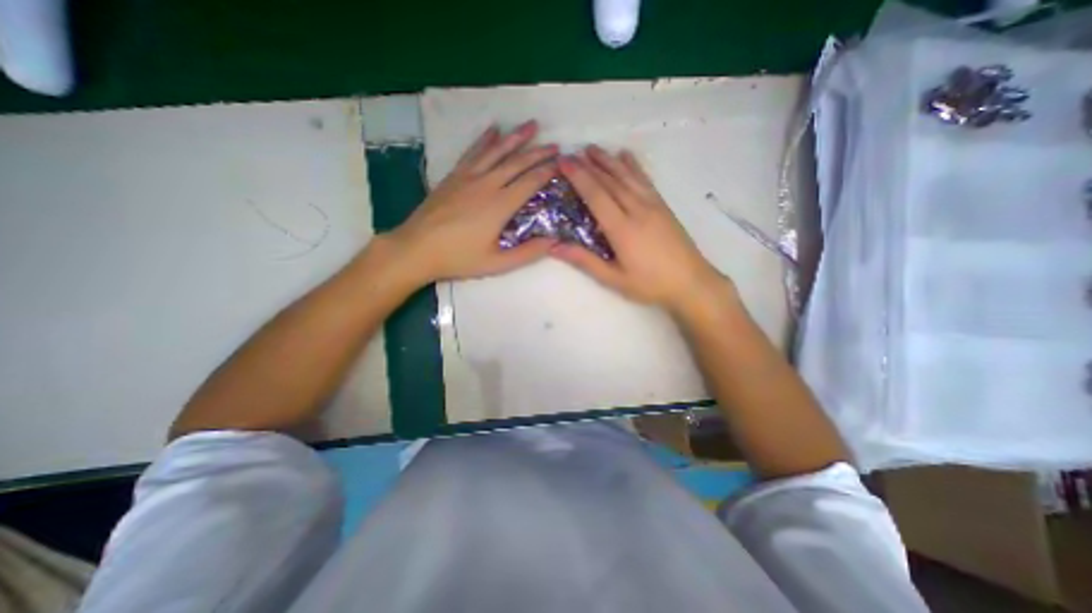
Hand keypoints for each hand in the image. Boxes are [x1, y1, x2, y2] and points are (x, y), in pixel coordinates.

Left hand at [381, 119, 553, 284]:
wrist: (417, 249)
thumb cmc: (459, 258)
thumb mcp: (497, 263)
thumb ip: (527, 253)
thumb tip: (554, 241)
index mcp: (500, 205)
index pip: (530, 182)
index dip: (548, 172)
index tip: (562, 164)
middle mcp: (487, 184)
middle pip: (517, 163)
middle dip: (538, 152)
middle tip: (555, 145)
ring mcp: (468, 177)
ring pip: (496, 151)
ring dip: (516, 137)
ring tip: (532, 125)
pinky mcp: (454, 176)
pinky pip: (473, 152)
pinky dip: (485, 140)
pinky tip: (494, 129)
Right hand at [550, 143, 726, 312]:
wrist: (691, 282)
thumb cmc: (650, 284)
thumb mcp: (614, 278)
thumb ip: (584, 260)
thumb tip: (553, 247)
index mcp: (622, 229)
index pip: (596, 195)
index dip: (579, 177)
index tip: (564, 161)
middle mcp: (637, 210)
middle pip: (610, 181)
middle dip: (589, 165)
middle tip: (571, 152)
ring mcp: (653, 205)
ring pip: (627, 176)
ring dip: (608, 160)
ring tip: (592, 148)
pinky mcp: (663, 206)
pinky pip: (645, 180)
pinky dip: (633, 166)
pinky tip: (625, 155)